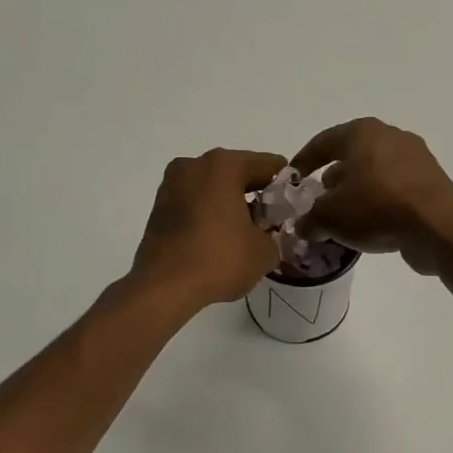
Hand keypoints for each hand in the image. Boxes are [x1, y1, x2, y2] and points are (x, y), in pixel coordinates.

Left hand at [131, 149, 285, 309]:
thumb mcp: (265, 251)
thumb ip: (274, 234)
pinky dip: (210, 214)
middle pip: (238, 173)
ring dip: (231, 204)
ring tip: (244, 235)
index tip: (293, 208)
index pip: (269, 165)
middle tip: (271, 224)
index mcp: (224, 165)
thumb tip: (266, 235)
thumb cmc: (219, 259)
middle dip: (257, 195)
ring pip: (214, 187)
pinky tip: (219, 241)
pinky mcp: (159, 206)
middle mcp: (194, 165)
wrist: (163, 287)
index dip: (286, 186)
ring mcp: (172, 184)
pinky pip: (195, 202)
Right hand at [290, 119, 452, 274]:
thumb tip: (304, 226)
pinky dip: (380, 201)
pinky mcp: (431, 180)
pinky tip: (371, 223)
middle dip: (333, 177)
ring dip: (357, 191)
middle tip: (319, 199)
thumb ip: (310, 218)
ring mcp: (416, 157)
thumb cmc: (376, 208)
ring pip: (375, 171)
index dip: (303, 161)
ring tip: (344, 215)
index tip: (292, 179)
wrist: (438, 227)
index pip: (322, 142)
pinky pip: (396, 187)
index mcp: (362, 132)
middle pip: (352, 155)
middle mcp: (390, 136)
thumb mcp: (330, 217)